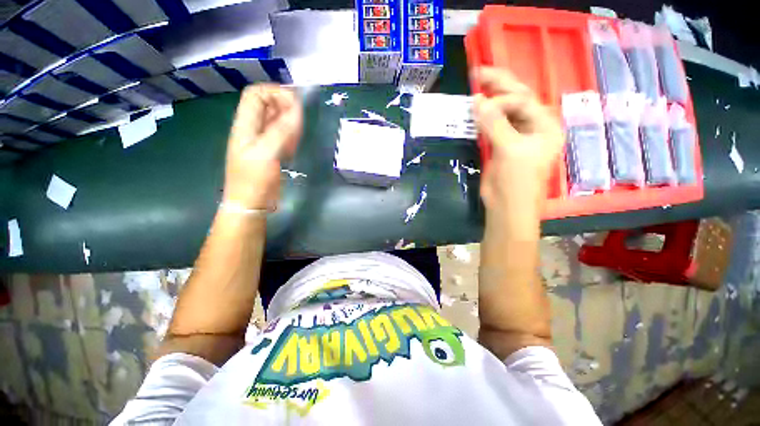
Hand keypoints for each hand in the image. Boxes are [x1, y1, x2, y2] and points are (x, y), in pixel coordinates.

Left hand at [223, 84, 302, 209]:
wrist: (251, 204)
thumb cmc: (254, 180)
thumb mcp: (266, 153)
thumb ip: (281, 131)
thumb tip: (297, 110)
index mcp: (245, 124)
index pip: (256, 94)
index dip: (275, 92)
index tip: (296, 104)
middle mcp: (252, 128)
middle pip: (268, 105)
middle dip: (286, 108)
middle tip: (299, 124)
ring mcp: (262, 140)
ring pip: (277, 121)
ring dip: (290, 124)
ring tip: (296, 139)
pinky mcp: (271, 152)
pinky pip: (282, 136)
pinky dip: (290, 137)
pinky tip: (293, 148)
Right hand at [472, 67, 563, 222]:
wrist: (508, 206)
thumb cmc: (517, 180)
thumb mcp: (510, 150)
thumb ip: (495, 125)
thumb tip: (477, 101)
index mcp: (545, 125)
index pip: (523, 101)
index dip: (501, 99)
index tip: (480, 104)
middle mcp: (534, 127)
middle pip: (517, 99)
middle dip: (499, 85)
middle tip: (479, 72)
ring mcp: (517, 135)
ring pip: (504, 111)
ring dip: (490, 100)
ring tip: (476, 84)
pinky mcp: (502, 145)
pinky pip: (493, 125)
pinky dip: (483, 118)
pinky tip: (475, 110)